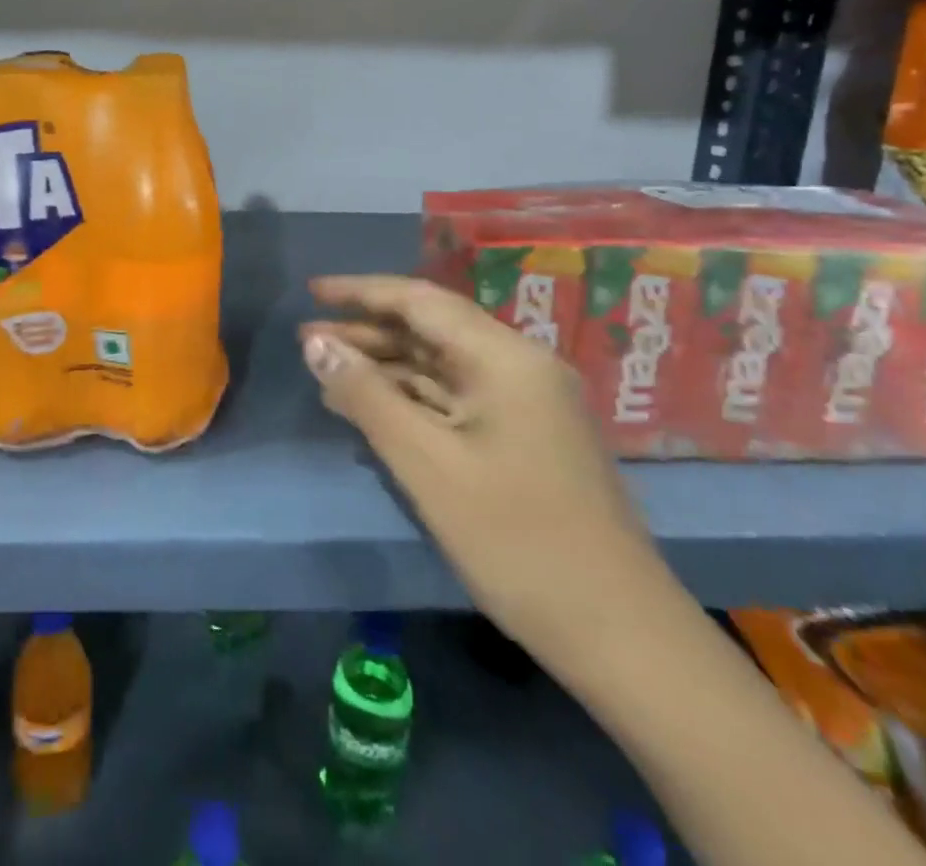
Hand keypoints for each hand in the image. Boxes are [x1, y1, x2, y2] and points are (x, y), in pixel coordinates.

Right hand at [301, 274, 660, 662]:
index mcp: (504, 357)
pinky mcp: (524, 436)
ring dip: (386, 367)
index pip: (420, 301)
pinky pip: (456, 399)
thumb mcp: (426, 464)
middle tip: (307, 339)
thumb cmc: (516, 540)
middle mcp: (519, 366)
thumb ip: (367, 396)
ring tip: (326, 372)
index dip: (361, 292)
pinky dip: (412, 399)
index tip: (313, 291)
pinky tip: (372, 409)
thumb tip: (316, 344)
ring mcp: (526, 403)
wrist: (618, 634)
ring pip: (442, 366)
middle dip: (367, 331)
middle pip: (431, 330)